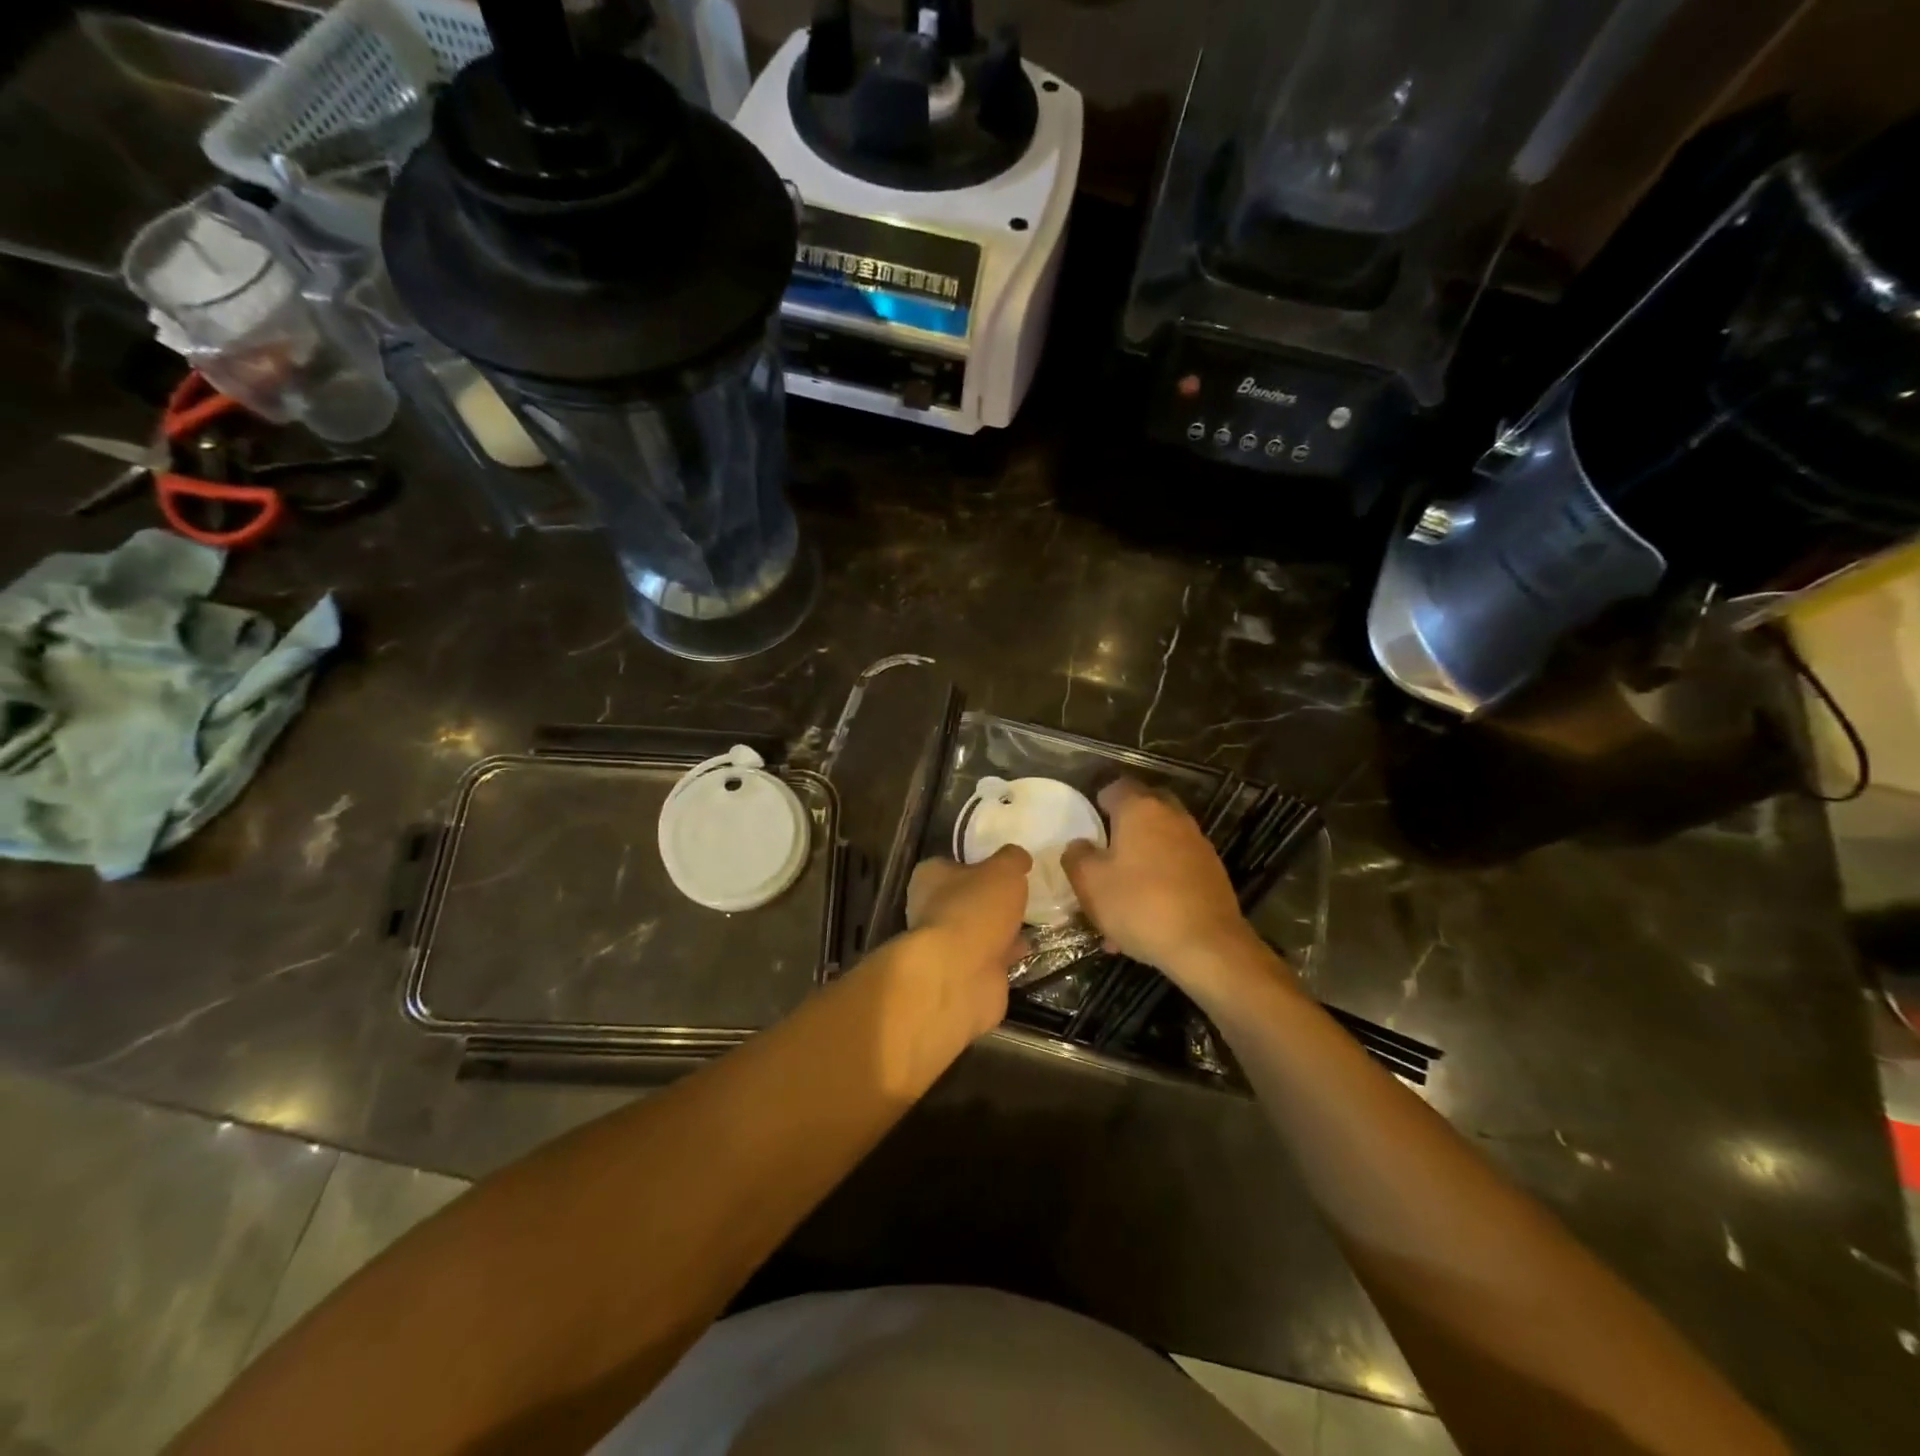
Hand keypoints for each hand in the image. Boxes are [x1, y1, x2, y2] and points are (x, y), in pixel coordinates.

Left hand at [900, 845, 1030, 1041]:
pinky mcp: (961, 973)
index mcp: (930, 877)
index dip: (979, 864)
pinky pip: (988, 957)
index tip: (1005, 867)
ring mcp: (945, 945)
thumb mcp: (1003, 870)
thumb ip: (1012, 859)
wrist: (960, 975)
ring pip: (978, 930)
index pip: (953, 864)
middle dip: (991, 900)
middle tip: (1022, 895)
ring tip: (1032, 920)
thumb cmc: (975, 909)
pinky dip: (1006, 953)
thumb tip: (1017, 856)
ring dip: (1001, 928)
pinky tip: (1029, 947)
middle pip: (966, 899)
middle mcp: (930, 909)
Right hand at [1061, 779, 1257, 985]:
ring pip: (1162, 841)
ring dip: (1142, 858)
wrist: (1207, 945)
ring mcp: (1197, 844)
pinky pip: (1177, 867)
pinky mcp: (1212, 872)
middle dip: (1125, 825)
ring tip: (1122, 896)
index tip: (1089, 823)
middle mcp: (1173, 817)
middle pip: (1145, 808)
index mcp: (1141, 809)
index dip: (1100, 801)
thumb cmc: (1140, 905)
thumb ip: (1077, 856)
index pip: (1117, 786)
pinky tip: (1147, 916)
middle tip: (1106, 851)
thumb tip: (1080, 845)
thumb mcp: (1090, 883)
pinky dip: (1161, 881)